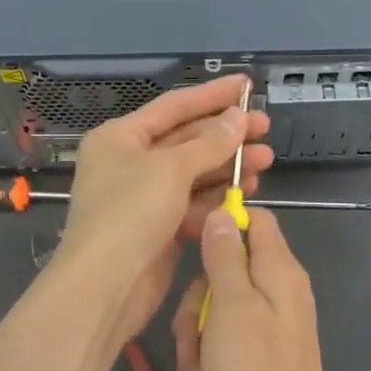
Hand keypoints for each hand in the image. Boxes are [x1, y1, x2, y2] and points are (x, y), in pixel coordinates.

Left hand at [58, 75, 273, 343]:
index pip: (173, 106)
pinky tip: (246, 192)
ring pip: (193, 173)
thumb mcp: (172, 169)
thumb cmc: (130, 213)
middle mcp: (130, 162)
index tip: (247, 85)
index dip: (212, 95)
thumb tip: (238, 118)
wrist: (105, 284)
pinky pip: (192, 203)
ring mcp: (143, 197)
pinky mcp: (158, 228)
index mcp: (121, 137)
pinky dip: (217, 197)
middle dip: (226, 135)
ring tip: (265, 162)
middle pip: (186, 139)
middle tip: (265, 130)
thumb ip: (209, 142)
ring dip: (227, 166)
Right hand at [169, 208, 356, 370]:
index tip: (187, 242)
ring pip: (216, 315)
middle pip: (225, 272)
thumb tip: (223, 212)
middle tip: (190, 333)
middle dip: (195, 303)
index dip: (221, 224)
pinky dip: (205, 370)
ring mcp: (268, 333)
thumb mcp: (232, 307)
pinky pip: (222, 350)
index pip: (255, 220)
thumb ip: (226, 257)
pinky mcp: (257, 366)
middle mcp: (278, 296)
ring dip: (195, 344)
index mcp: (279, 273)